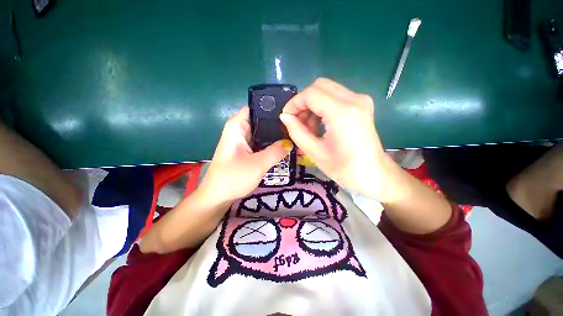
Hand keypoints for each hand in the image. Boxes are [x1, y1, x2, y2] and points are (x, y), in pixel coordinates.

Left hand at [199, 106, 292, 204]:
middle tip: (298, 127)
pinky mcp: (248, 150)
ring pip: (264, 133)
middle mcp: (241, 129)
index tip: (292, 113)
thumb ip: (276, 152)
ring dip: (277, 136)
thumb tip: (291, 142)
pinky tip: (285, 147)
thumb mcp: (257, 164)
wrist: (218, 197)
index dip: (274, 108)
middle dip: (279, 124)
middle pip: (263, 120)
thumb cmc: (233, 178)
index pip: (258, 107)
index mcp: (238, 125)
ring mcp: (245, 140)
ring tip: (296, 136)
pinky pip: (263, 143)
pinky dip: (272, 145)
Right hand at [280, 78, 392, 199]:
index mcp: (342, 112)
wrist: (373, 174)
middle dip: (303, 102)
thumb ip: (296, 131)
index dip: (294, 103)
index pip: (311, 94)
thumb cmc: (344, 168)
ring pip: (327, 90)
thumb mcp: (315, 152)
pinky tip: (319, 125)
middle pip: (319, 86)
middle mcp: (354, 99)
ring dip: (312, 105)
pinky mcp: (361, 105)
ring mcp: (360, 100)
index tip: (286, 117)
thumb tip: (284, 116)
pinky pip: (335, 97)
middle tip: (296, 121)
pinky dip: (322, 107)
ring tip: (308, 127)